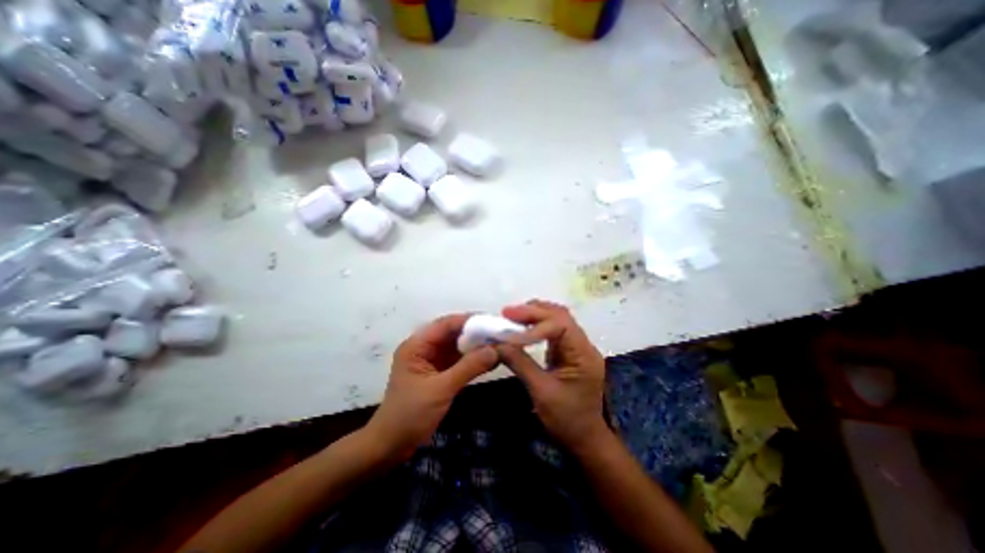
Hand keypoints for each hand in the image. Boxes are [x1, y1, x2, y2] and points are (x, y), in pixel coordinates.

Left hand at [365, 313, 495, 460]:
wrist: (392, 446)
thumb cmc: (410, 415)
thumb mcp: (441, 389)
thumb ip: (468, 367)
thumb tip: (495, 349)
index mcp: (417, 345)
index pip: (446, 324)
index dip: (470, 320)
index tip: (493, 321)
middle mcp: (424, 348)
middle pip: (453, 333)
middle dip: (476, 332)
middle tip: (500, 332)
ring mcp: (432, 360)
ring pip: (457, 346)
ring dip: (477, 345)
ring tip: (500, 342)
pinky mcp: (439, 372)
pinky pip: (459, 360)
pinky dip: (473, 359)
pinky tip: (490, 358)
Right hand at [497, 303, 613, 452]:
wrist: (585, 440)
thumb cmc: (566, 420)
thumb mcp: (541, 392)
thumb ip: (519, 363)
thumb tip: (497, 344)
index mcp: (583, 355)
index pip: (561, 325)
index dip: (535, 322)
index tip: (510, 325)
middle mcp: (584, 345)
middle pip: (561, 316)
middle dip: (534, 312)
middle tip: (507, 313)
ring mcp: (578, 347)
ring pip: (558, 319)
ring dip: (535, 315)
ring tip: (512, 316)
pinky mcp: (570, 352)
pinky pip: (554, 331)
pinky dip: (537, 325)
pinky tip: (523, 326)